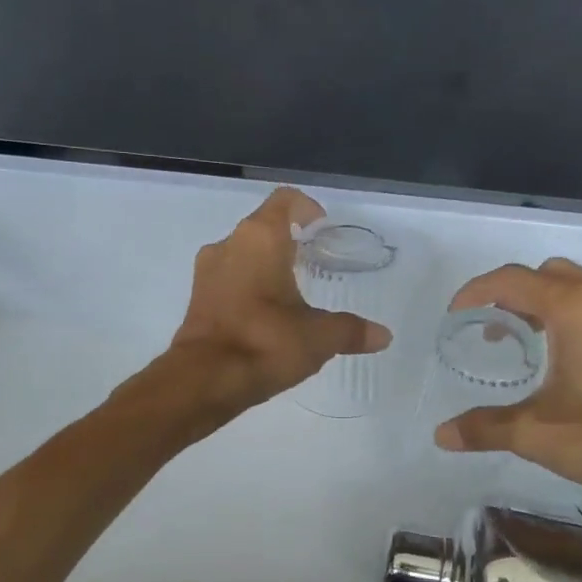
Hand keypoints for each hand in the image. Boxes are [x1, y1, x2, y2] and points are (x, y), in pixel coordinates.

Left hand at [170, 187, 391, 409]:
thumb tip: (383, 336)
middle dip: (288, 240)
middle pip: (262, 226)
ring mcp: (208, 270)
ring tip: (292, 291)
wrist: (204, 380)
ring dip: (265, 264)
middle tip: (314, 261)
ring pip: (242, 253)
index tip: (321, 227)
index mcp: (260, 238)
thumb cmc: (265, 342)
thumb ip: (351, 331)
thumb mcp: (318, 337)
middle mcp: (229, 244)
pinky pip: (228, 278)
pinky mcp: (197, 297)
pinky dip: (248, 286)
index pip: (285, 201)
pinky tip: (267, 315)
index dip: (306, 208)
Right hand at [435, 258, 581, 533]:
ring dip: (558, 306)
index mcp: (576, 307)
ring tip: (543, 346)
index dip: (477, 292)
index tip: (458, 316)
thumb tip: (442, 434)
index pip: (512, 280)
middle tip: (501, 332)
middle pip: (552, 275)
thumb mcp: (540, 435)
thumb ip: (486, 428)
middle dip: (519, 295)